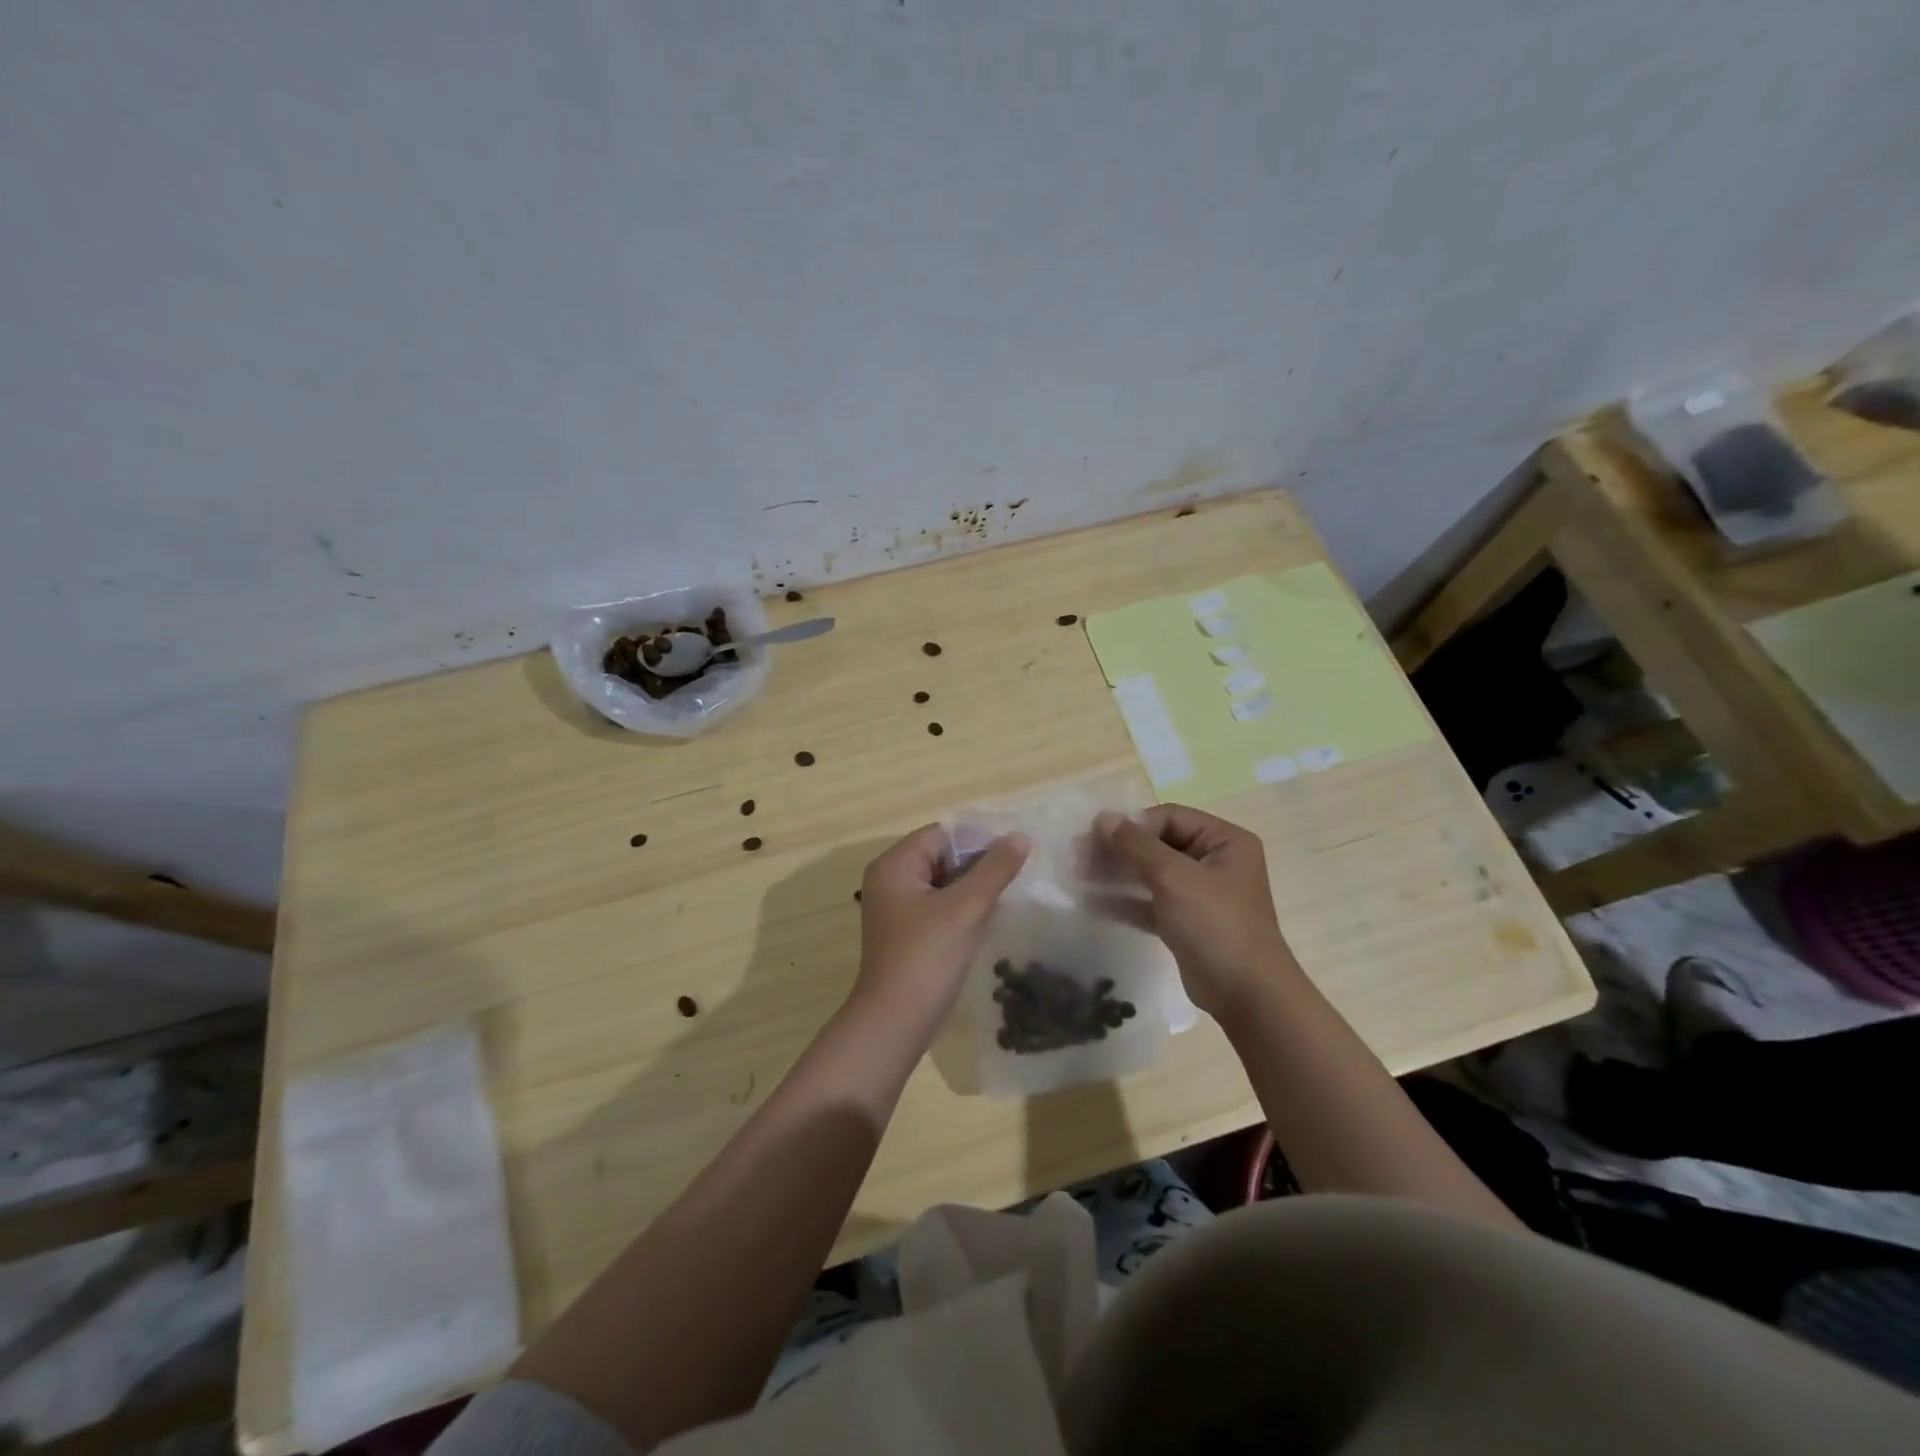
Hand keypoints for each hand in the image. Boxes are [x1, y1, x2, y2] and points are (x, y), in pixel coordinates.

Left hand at [852, 824, 1029, 1036]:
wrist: (896, 1022)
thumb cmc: (928, 956)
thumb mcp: (966, 907)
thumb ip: (995, 869)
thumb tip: (1020, 837)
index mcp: (895, 865)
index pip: (942, 834)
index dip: (979, 838)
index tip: (1015, 851)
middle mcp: (890, 880)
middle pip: (942, 856)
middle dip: (978, 864)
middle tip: (1017, 873)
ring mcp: (897, 909)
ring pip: (943, 883)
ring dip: (974, 887)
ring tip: (1010, 892)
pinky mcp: (907, 933)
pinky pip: (940, 907)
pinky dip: (963, 908)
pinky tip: (990, 917)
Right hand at [1094, 805, 1298, 1018]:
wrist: (1246, 994)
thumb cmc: (1215, 924)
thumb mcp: (1174, 877)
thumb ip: (1136, 845)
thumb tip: (1102, 817)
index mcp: (1224, 841)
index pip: (1170, 817)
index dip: (1133, 824)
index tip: (1097, 837)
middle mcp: (1214, 862)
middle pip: (1158, 844)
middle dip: (1120, 850)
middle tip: (1080, 857)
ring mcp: (1200, 894)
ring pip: (1151, 874)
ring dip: (1117, 874)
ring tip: (1080, 876)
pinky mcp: (1186, 923)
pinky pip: (1151, 902)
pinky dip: (1125, 901)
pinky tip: (1093, 902)